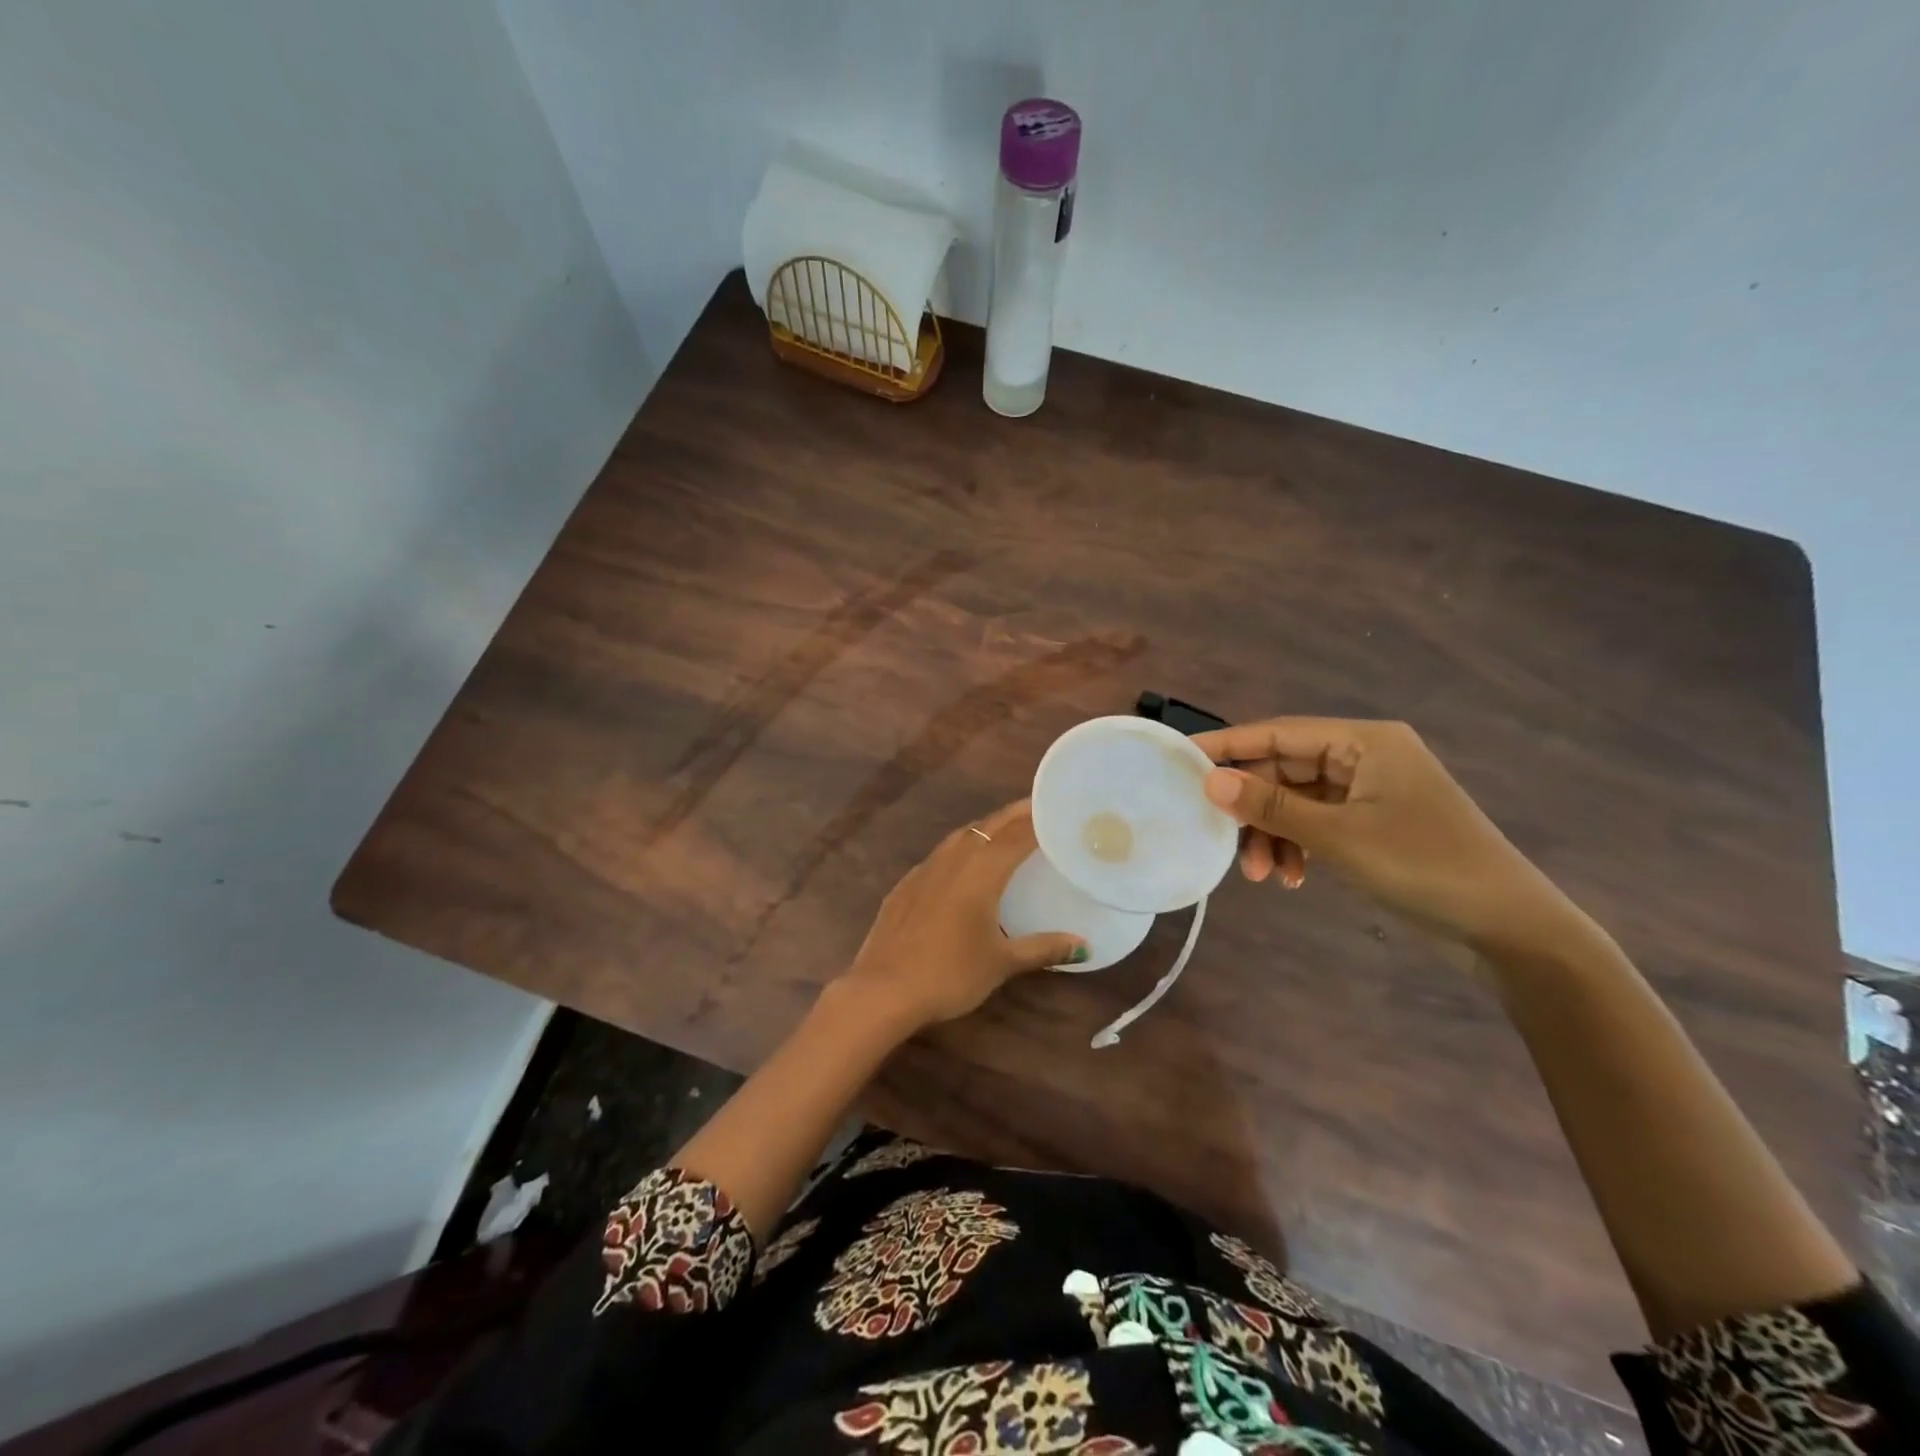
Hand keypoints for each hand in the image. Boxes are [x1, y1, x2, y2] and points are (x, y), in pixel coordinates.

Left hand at [839, 799, 1086, 1031]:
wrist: (884, 989)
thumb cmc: (950, 974)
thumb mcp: (1001, 963)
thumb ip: (1043, 948)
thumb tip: (1084, 946)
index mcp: (982, 871)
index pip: (1018, 834)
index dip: (1040, 819)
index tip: (1060, 810)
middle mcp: (954, 859)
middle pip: (990, 825)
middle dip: (1016, 814)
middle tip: (1040, 809)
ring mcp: (925, 869)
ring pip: (962, 835)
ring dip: (987, 827)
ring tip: (1007, 830)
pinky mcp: (906, 884)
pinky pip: (941, 854)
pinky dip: (961, 848)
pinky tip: (964, 864)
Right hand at [1191, 717, 1575, 951]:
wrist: (1508, 927)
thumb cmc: (1423, 866)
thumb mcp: (1338, 836)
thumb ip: (1270, 806)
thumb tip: (1209, 781)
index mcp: (1364, 742)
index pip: (1278, 733)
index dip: (1228, 746)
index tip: (1182, 759)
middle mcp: (1365, 757)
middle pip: (1285, 770)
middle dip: (1255, 809)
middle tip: (1225, 841)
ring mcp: (1370, 791)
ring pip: (1297, 801)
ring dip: (1274, 834)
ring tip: (1263, 876)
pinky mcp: (1373, 823)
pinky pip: (1317, 822)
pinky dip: (1298, 845)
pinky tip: (1293, 877)